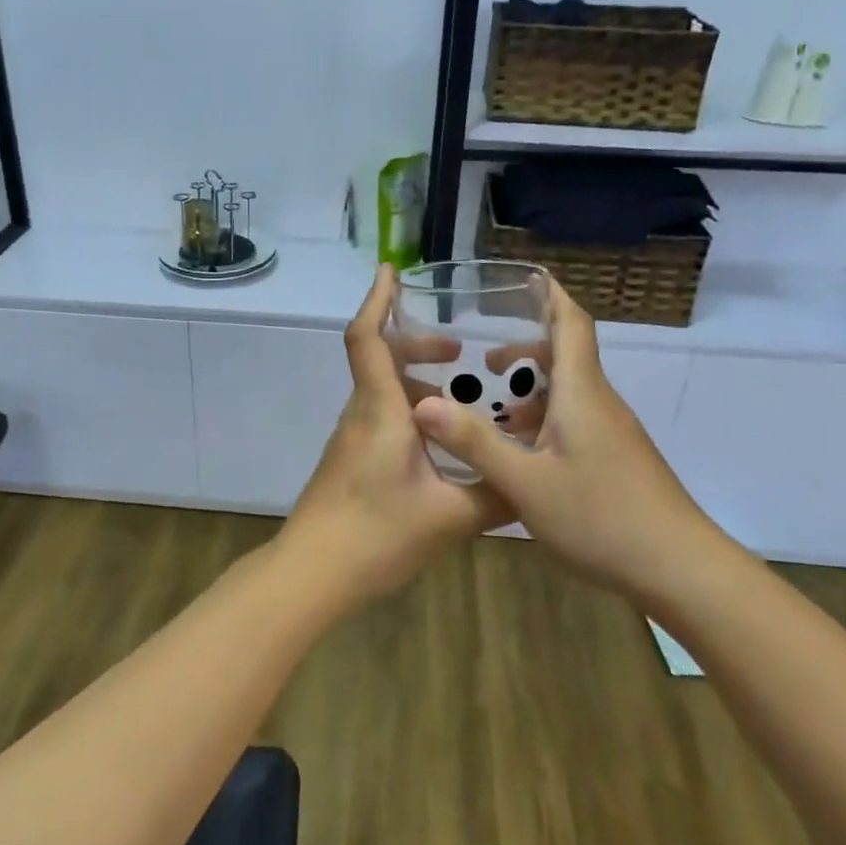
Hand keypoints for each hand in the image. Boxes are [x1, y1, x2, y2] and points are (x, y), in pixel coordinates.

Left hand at [281, 266, 511, 604]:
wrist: (313, 574)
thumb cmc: (377, 534)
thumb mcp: (451, 516)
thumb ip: (496, 494)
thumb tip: (532, 481)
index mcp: (380, 410)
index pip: (367, 339)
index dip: (376, 300)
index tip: (391, 271)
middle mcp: (361, 414)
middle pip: (379, 360)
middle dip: (417, 345)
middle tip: (458, 352)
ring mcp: (351, 439)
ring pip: (382, 392)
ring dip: (417, 383)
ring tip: (461, 400)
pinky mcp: (350, 462)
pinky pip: (381, 419)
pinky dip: (410, 413)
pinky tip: (442, 446)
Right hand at [410, 276, 734, 607]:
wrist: (680, 569)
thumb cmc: (601, 517)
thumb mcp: (525, 483)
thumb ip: (474, 442)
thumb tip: (422, 404)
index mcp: (581, 393)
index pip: (571, 324)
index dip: (551, 296)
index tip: (527, 277)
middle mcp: (599, 403)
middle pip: (566, 356)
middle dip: (526, 349)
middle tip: (486, 360)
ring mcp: (612, 432)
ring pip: (569, 392)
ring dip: (532, 389)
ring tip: (494, 410)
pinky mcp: (617, 458)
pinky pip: (575, 420)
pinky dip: (544, 419)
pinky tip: (522, 452)